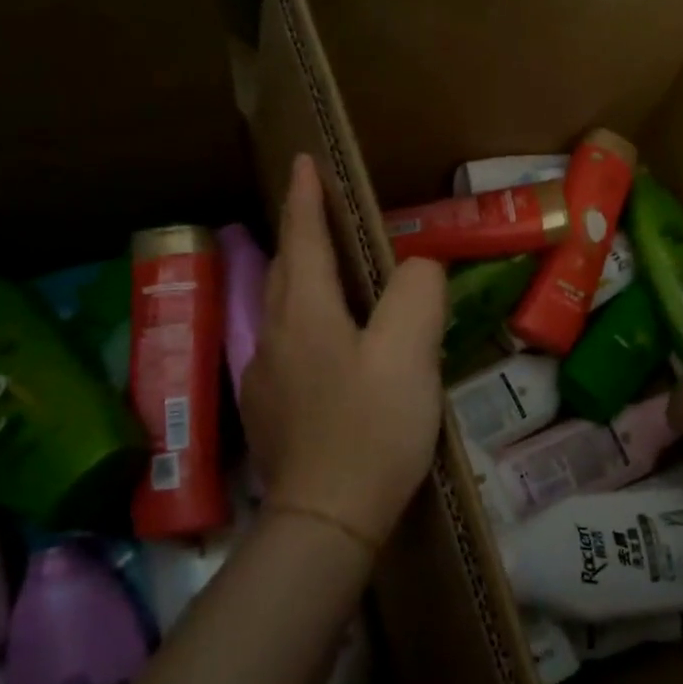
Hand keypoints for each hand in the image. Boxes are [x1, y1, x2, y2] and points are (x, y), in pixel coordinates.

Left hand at [241, 155, 447, 549]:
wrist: (326, 520)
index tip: (301, 163)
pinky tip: (327, 346)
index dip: (305, 198)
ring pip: (280, 309)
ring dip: (300, 279)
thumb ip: (417, 293)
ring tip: (329, 272)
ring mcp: (265, 377)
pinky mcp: (270, 411)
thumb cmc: (371, 429)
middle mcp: (274, 336)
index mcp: (306, 313)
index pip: (302, 238)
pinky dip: (305, 323)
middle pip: (283, 270)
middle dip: (298, 233)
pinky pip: (285, 346)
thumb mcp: (410, 352)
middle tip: (318, 212)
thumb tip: (417, 267)